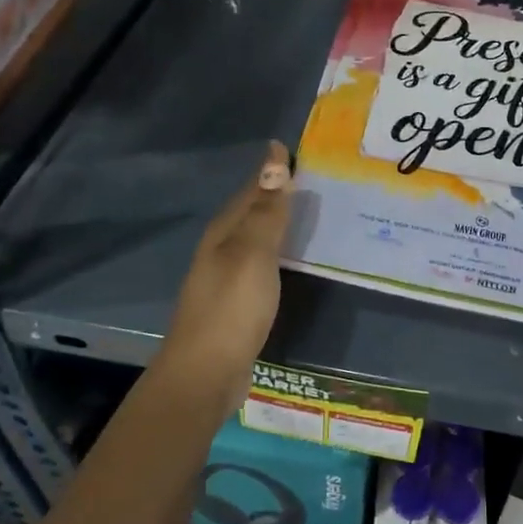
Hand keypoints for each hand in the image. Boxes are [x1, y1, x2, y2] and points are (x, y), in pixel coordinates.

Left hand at [160, 141, 291, 406]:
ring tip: (312, 213)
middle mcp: (221, 249)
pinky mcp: (237, 303)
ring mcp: (227, 278)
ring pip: (256, 238)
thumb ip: (266, 210)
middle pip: (252, 211)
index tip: (299, 151)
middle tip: (316, 179)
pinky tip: (295, 260)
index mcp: (224, 232)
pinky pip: (262, 264)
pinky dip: (280, 253)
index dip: (274, 170)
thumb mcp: (253, 253)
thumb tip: (274, 156)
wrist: (206, 373)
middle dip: (278, 193)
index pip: (252, 189)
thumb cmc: (232, 308)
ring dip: (279, 224)